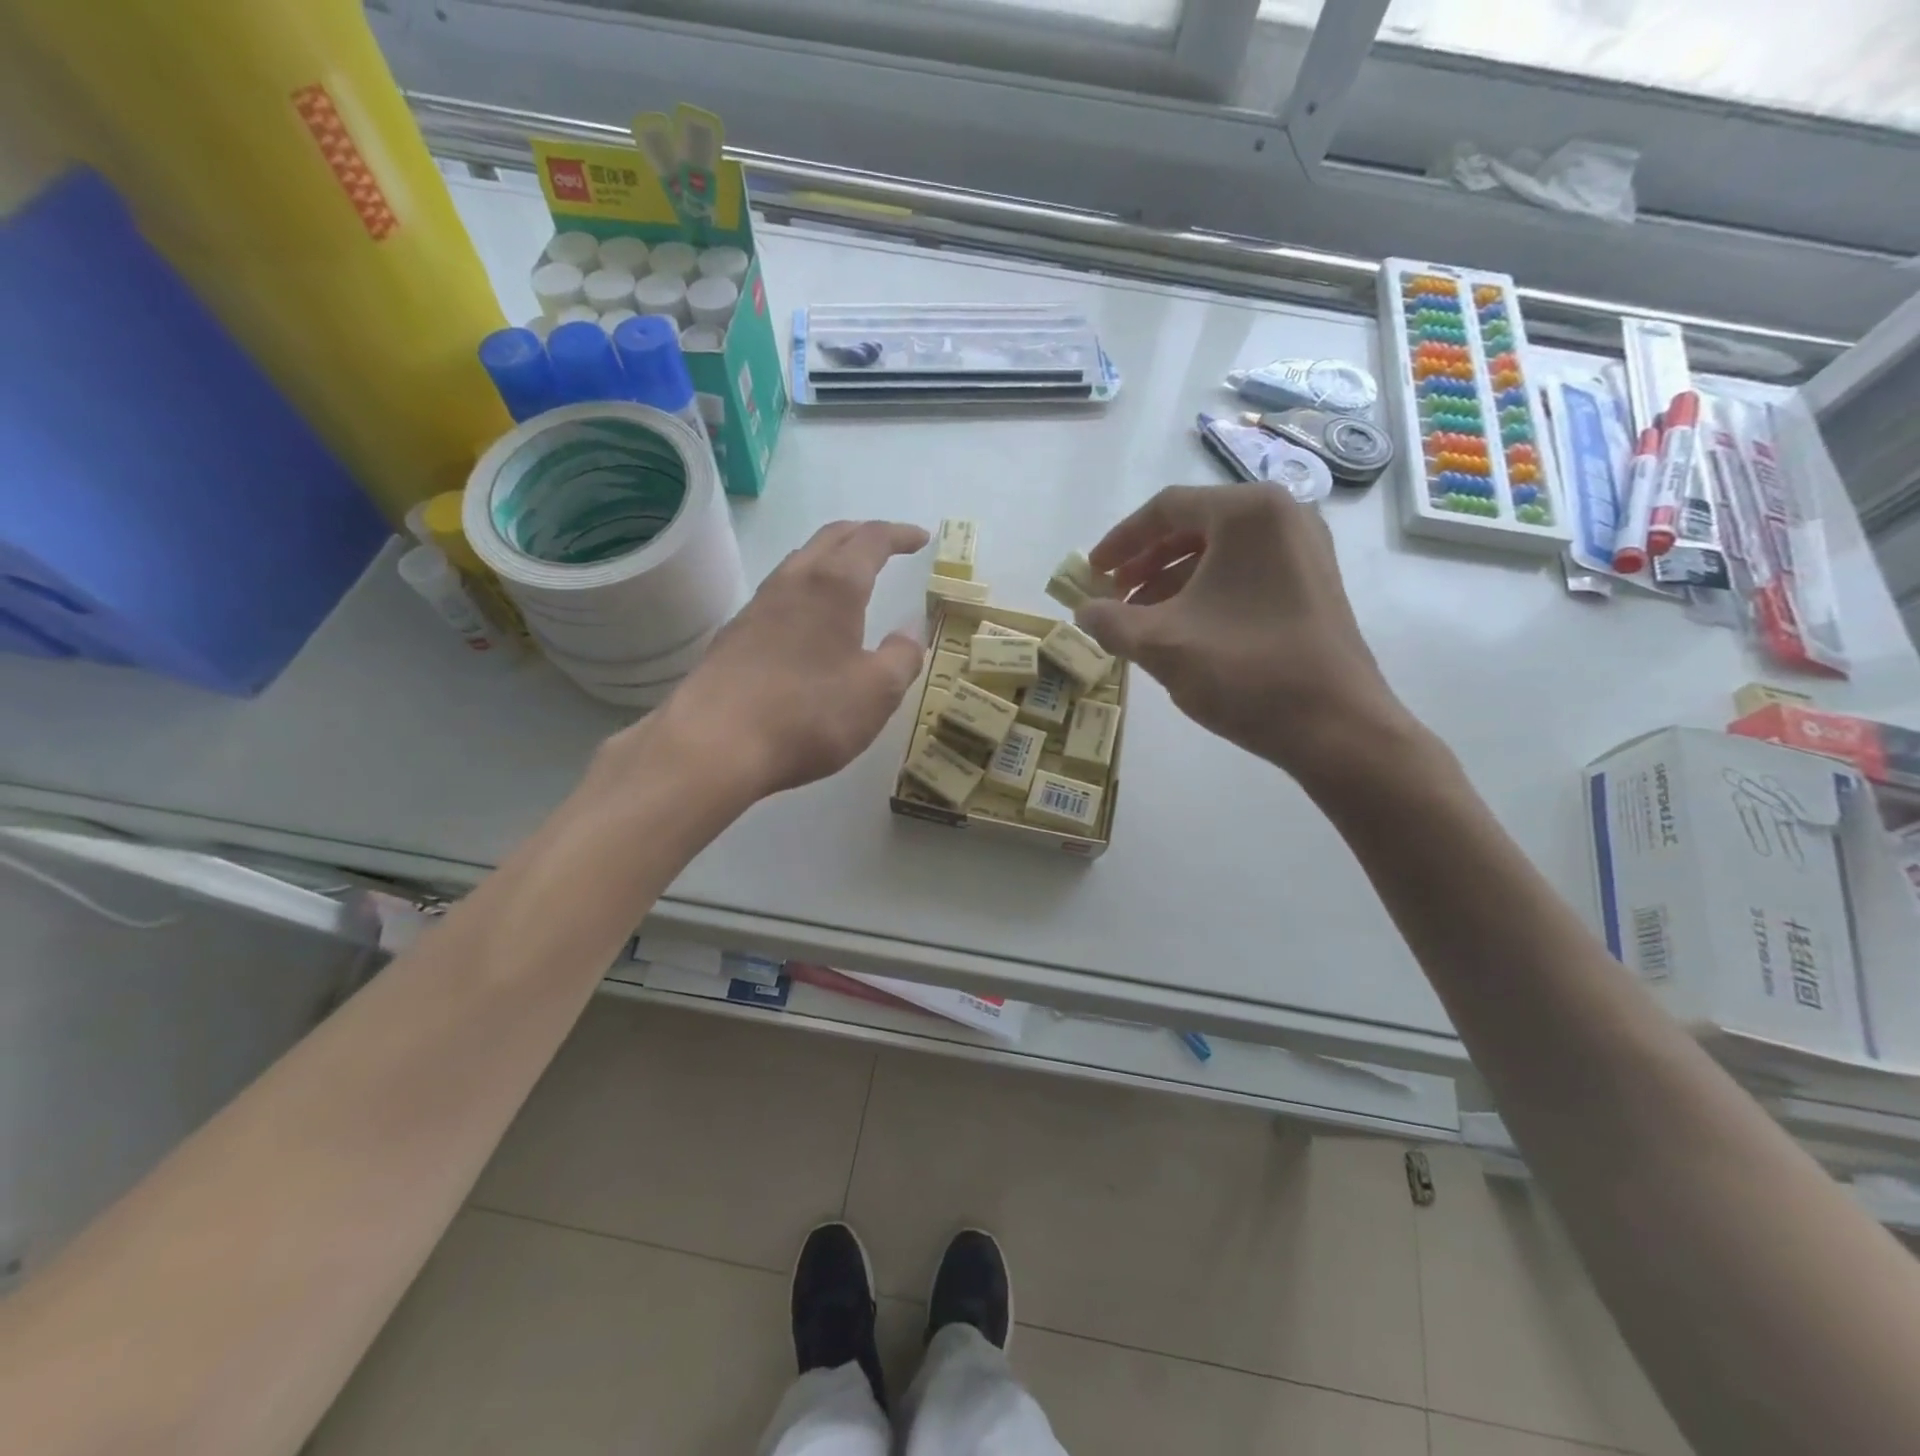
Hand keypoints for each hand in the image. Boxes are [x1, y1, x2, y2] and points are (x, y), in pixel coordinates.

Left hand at [639, 520, 929, 798]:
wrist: (714, 744)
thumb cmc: (808, 714)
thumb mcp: (877, 693)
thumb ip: (902, 657)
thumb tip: (911, 632)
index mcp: (834, 586)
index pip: (872, 540)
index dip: (899, 535)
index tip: (920, 538)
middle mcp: (792, 582)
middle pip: (829, 538)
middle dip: (862, 534)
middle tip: (888, 545)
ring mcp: (757, 607)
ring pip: (798, 563)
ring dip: (829, 559)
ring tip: (849, 577)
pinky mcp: (734, 636)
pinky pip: (778, 595)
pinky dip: (805, 590)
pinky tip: (807, 621)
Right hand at [1076, 484, 1418, 784]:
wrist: (1336, 727)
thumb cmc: (1245, 672)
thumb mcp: (1161, 644)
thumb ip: (1111, 621)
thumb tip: (1083, 611)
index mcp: (1247, 513)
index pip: (1166, 508)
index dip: (1119, 541)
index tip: (1090, 572)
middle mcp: (1283, 516)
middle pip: (1194, 526)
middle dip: (1144, 562)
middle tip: (1112, 596)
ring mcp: (1304, 549)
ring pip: (1219, 552)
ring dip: (1171, 580)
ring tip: (1139, 619)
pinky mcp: (1313, 584)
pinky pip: (1245, 573)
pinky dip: (1205, 592)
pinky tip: (1182, 628)